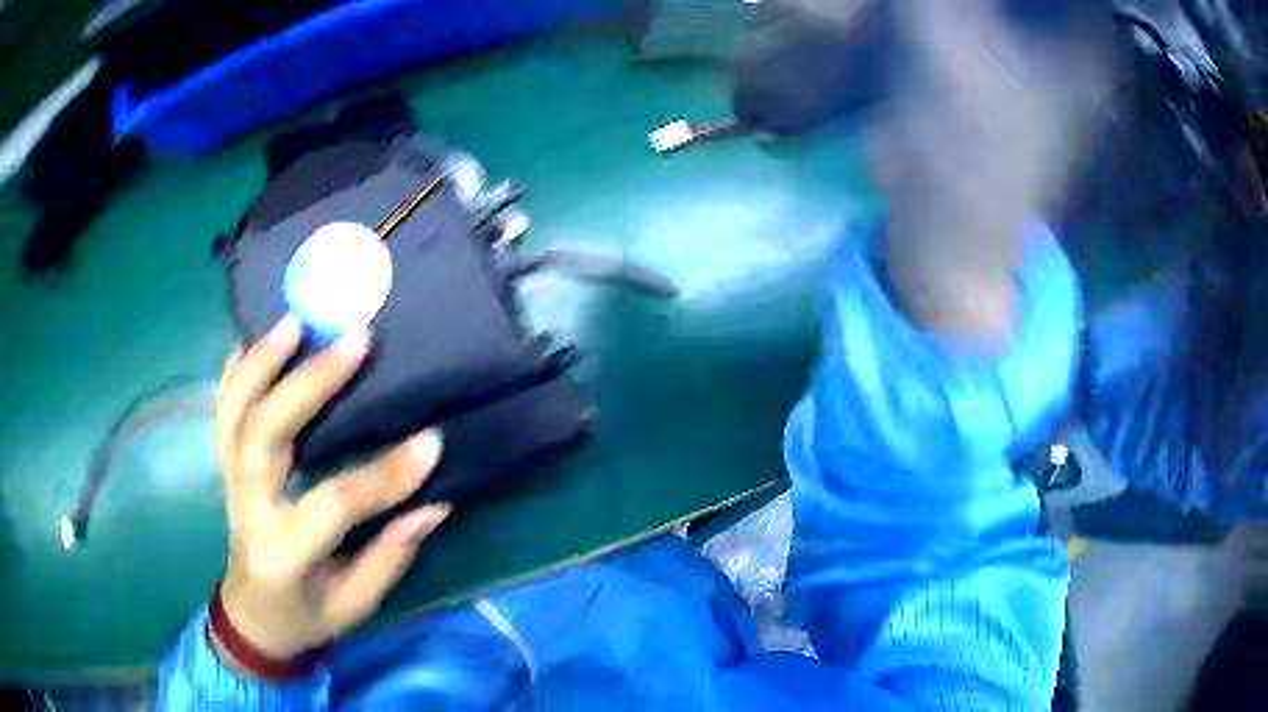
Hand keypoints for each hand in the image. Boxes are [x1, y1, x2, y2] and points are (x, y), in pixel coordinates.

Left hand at [212, 315, 450, 675]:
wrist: (253, 614)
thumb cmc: (307, 615)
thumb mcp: (354, 605)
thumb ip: (389, 557)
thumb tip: (431, 504)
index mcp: (283, 551)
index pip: (333, 504)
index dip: (382, 476)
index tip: (430, 442)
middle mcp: (247, 506)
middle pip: (263, 434)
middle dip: (308, 384)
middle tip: (356, 341)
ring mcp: (229, 478)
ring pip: (234, 409)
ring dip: (262, 360)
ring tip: (297, 318)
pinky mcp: (226, 462)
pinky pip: (223, 406)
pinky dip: (237, 366)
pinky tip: (258, 333)